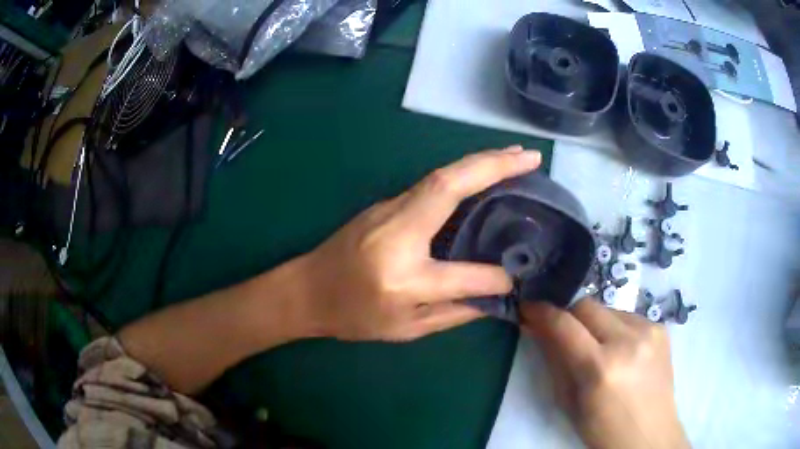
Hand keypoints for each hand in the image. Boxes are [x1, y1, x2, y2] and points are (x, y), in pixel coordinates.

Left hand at [299, 146, 541, 341]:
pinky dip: (462, 172)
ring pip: (440, 177)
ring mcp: (387, 211)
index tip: (517, 274)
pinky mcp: (385, 203)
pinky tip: (482, 171)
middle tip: (531, 157)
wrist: (305, 289)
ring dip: (481, 161)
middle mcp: (396, 234)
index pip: (462, 275)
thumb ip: (453, 313)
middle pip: (448, 188)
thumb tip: (494, 295)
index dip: (496, 276)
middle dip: (494, 166)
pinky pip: (431, 183)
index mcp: (402, 278)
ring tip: (517, 156)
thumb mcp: (404, 329)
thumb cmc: (351, 316)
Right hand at [520, 299, 688, 448]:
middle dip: (568, 314)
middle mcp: (628, 341)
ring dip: (594, 323)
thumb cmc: (603, 429)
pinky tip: (620, 351)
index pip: (564, 325)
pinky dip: (616, 328)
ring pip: (608, 309)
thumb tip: (537, 329)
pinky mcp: (661, 328)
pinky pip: (628, 316)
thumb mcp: (569, 404)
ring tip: (597, 347)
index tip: (528, 308)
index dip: (542, 312)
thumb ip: (554, 362)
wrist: (649, 434)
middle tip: (561, 330)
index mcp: (600, 368)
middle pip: (587, 305)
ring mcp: (649, 331)